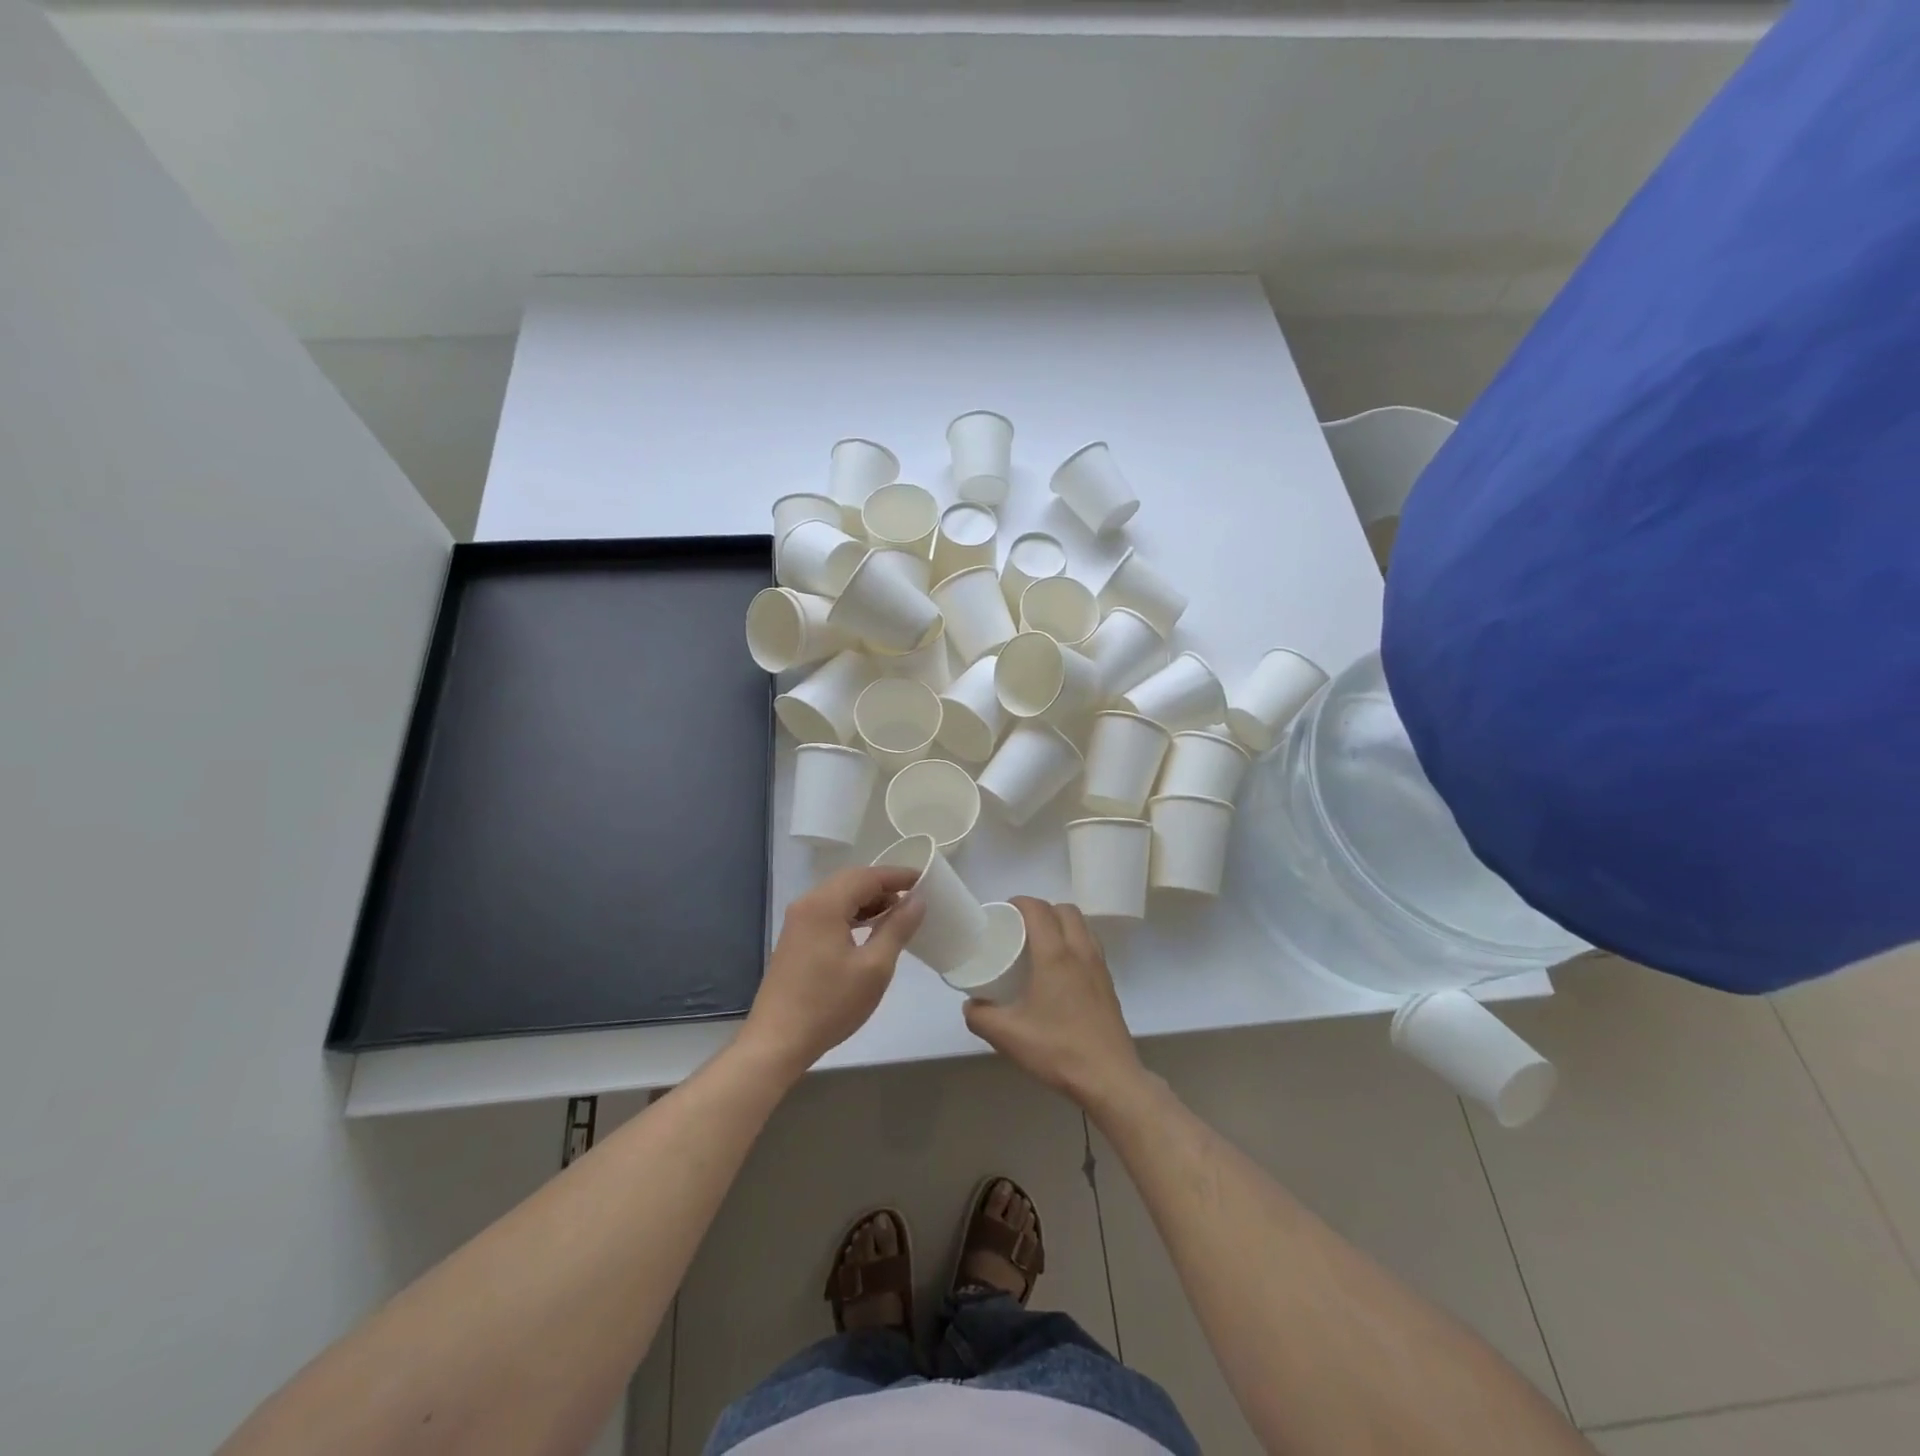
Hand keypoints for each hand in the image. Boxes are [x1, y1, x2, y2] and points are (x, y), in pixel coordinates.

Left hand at [738, 866, 924, 1080]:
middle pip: (851, 881)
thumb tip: (918, 900)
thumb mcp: (874, 967)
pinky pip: (828, 913)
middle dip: (884, 886)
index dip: (899, 875)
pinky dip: (852, 914)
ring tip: (897, 916)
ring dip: (868, 901)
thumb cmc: (830, 1004)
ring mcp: (797, 922)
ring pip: (839, 897)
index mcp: (825, 904)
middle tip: (914, 898)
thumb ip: (898, 928)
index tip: (926, 880)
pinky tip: (869, 931)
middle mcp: (807, 904)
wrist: (777, 1041)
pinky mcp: (795, 939)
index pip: (868, 876)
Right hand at [963, 897, 1147, 1108]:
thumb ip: (980, 1016)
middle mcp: (1080, 951)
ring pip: (1082, 926)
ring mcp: (1099, 966)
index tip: (1003, 912)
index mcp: (1055, 955)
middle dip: (1042, 910)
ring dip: (1062, 924)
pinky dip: (1075, 943)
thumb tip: (970, 1004)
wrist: (1109, 1078)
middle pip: (1064, 910)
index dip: (1019, 902)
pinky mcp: (1109, 983)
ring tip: (1041, 944)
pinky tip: (1061, 970)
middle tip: (1020, 928)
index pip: (1038, 909)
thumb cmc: (1057, 1049)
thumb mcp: (1007, 1035)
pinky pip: (1091, 946)